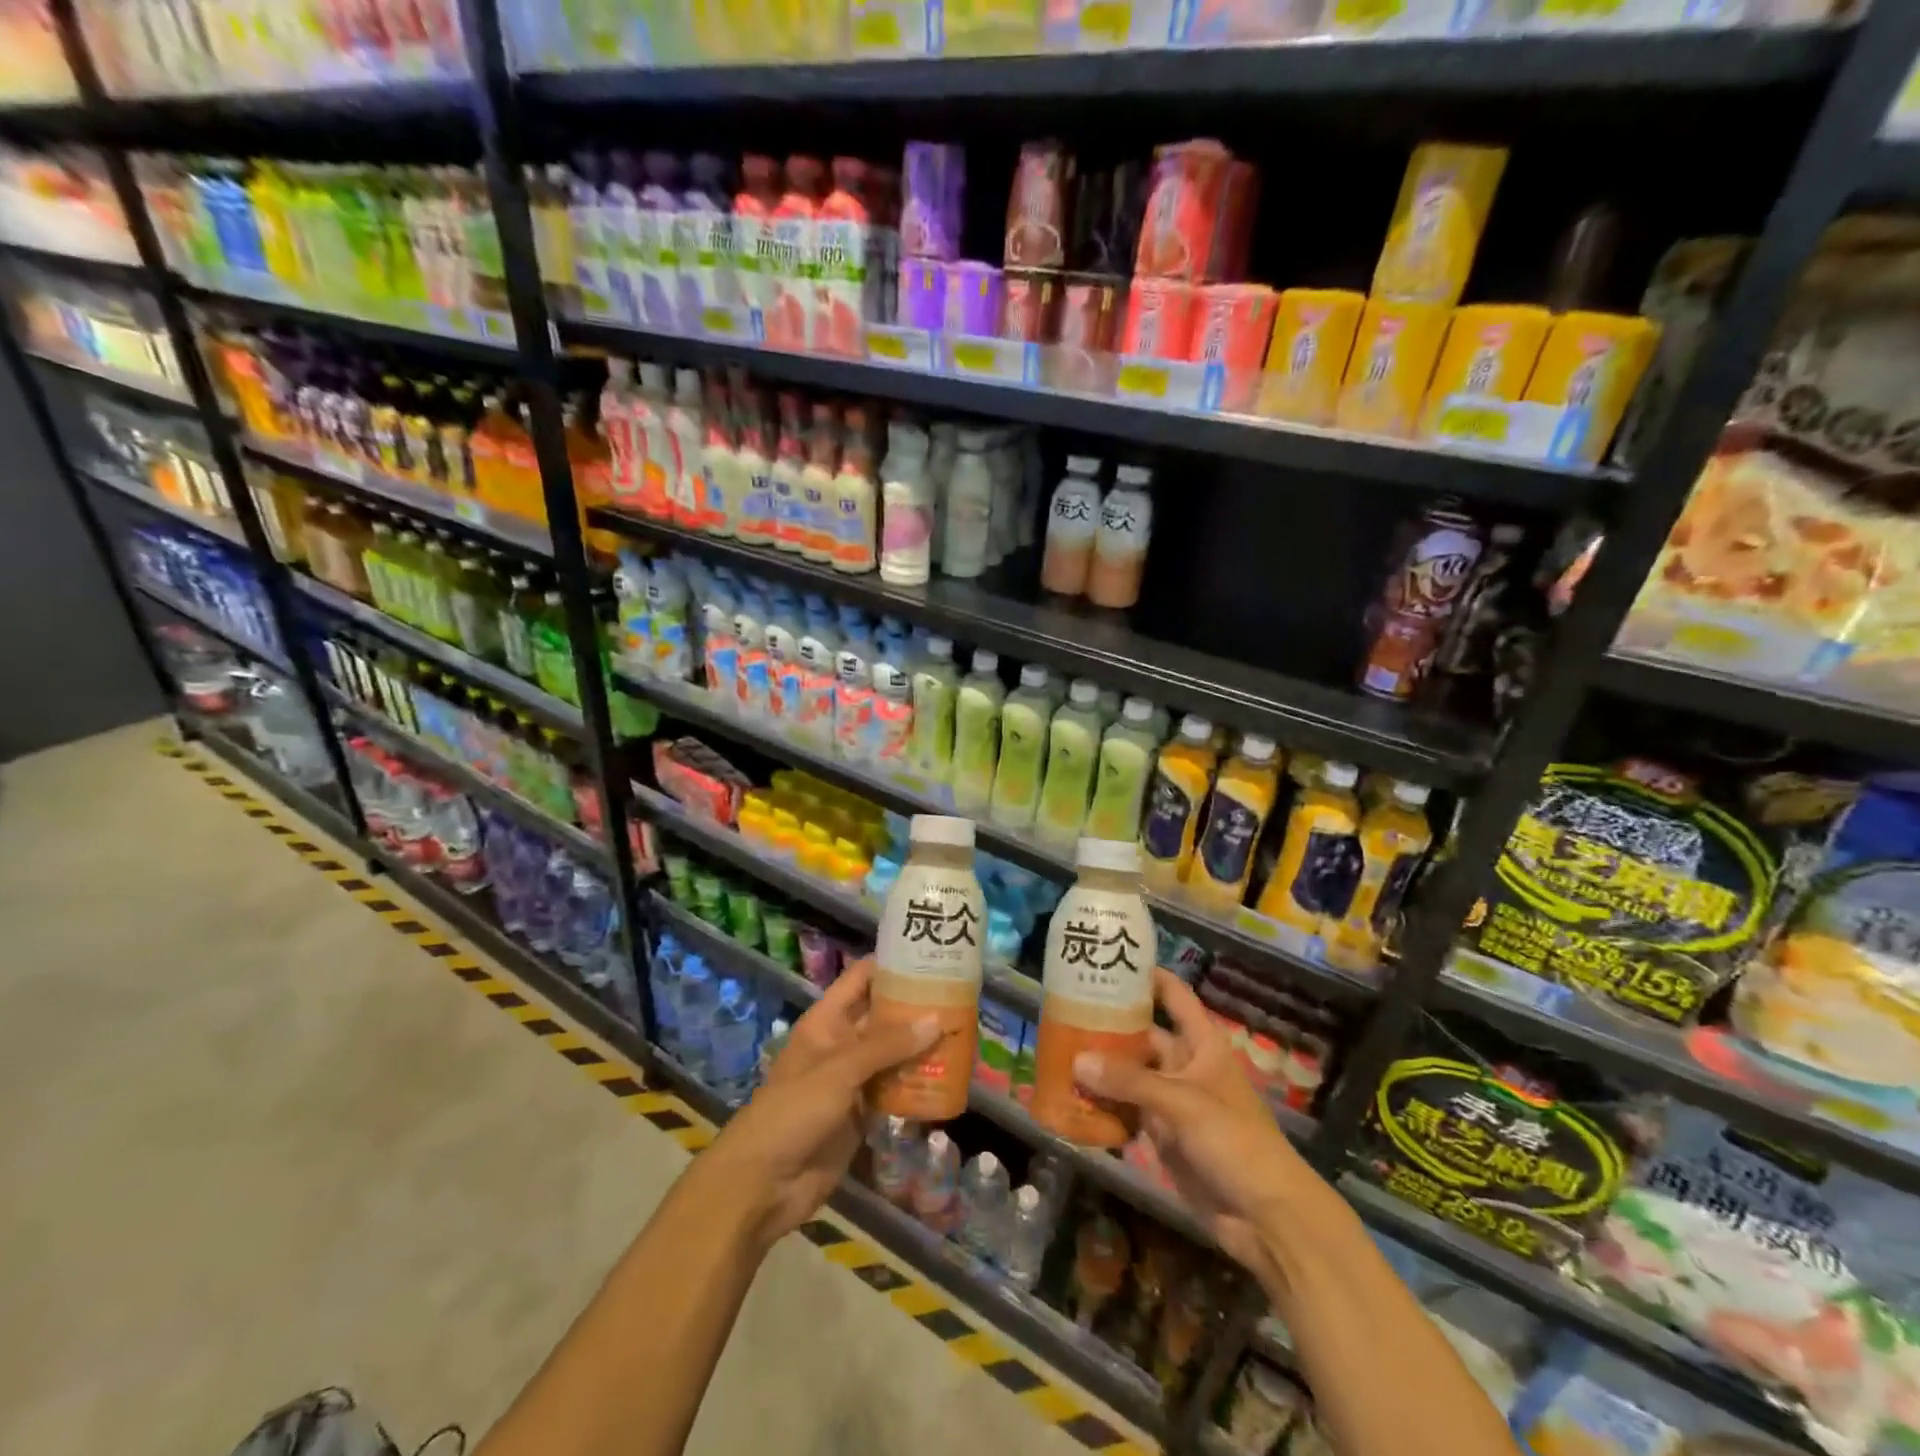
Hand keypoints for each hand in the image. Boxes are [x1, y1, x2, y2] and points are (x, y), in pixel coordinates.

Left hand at [703, 958, 936, 1250]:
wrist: (763, 1185)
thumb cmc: (793, 1112)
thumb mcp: (839, 1070)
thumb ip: (887, 1045)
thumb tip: (936, 1019)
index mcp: (827, 1021)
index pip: (862, 979)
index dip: (892, 964)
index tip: (931, 954)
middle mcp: (842, 1043)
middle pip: (883, 1016)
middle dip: (917, 1006)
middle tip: (961, 996)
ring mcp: (852, 1080)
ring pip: (893, 1053)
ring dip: (922, 1046)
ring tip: (964, 1032)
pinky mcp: (862, 1113)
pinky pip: (894, 1089)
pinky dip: (917, 1083)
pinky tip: (948, 1077)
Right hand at [1073, 969, 1317, 1290]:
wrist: (1266, 1217)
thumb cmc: (1234, 1141)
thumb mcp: (1182, 1103)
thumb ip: (1129, 1081)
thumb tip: (1076, 1060)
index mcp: (1202, 1043)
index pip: (1175, 995)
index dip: (1148, 976)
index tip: (1110, 961)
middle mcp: (1185, 1064)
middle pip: (1143, 1034)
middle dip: (1110, 1024)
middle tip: (1065, 1010)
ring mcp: (1172, 1100)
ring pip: (1130, 1073)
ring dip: (1101, 1066)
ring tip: (1059, 1048)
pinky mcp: (1162, 1133)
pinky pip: (1127, 1109)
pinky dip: (1104, 1103)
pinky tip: (1072, 1095)